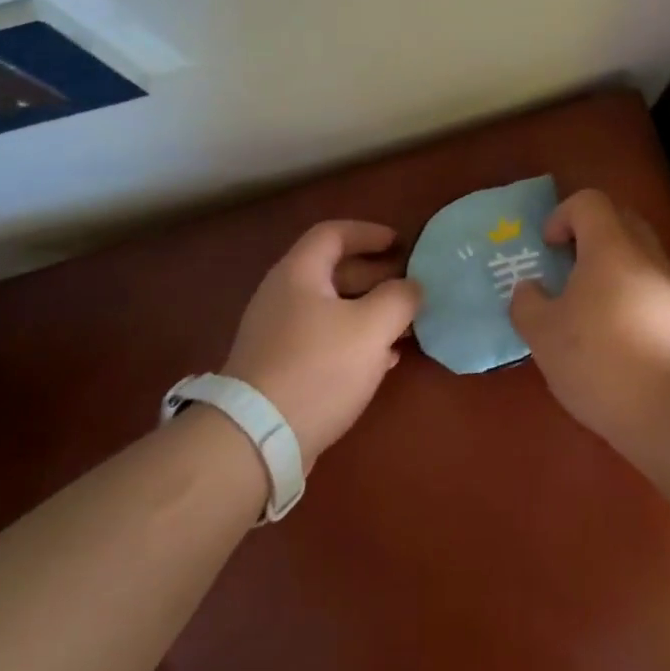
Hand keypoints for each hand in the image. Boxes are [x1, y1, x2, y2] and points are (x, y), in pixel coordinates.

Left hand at [224, 220, 421, 467]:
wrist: (257, 438)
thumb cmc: (319, 368)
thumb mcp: (372, 327)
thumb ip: (399, 298)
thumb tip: (412, 286)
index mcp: (299, 274)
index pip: (334, 233)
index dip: (369, 232)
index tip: (401, 243)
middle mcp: (283, 296)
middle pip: (333, 271)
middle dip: (376, 274)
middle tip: (410, 285)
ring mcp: (278, 333)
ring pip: (332, 308)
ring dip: (369, 310)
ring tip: (404, 323)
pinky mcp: (280, 367)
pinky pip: (324, 339)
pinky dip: (355, 339)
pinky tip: (383, 359)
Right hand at [508, 189, 669, 442]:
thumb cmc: (600, 361)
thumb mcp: (544, 335)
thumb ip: (528, 304)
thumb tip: (529, 288)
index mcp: (611, 248)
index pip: (590, 202)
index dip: (563, 215)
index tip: (548, 247)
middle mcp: (647, 257)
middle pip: (620, 221)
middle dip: (589, 236)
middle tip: (565, 269)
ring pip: (639, 258)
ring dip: (611, 270)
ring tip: (586, 309)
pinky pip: (652, 290)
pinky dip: (630, 299)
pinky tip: (614, 340)